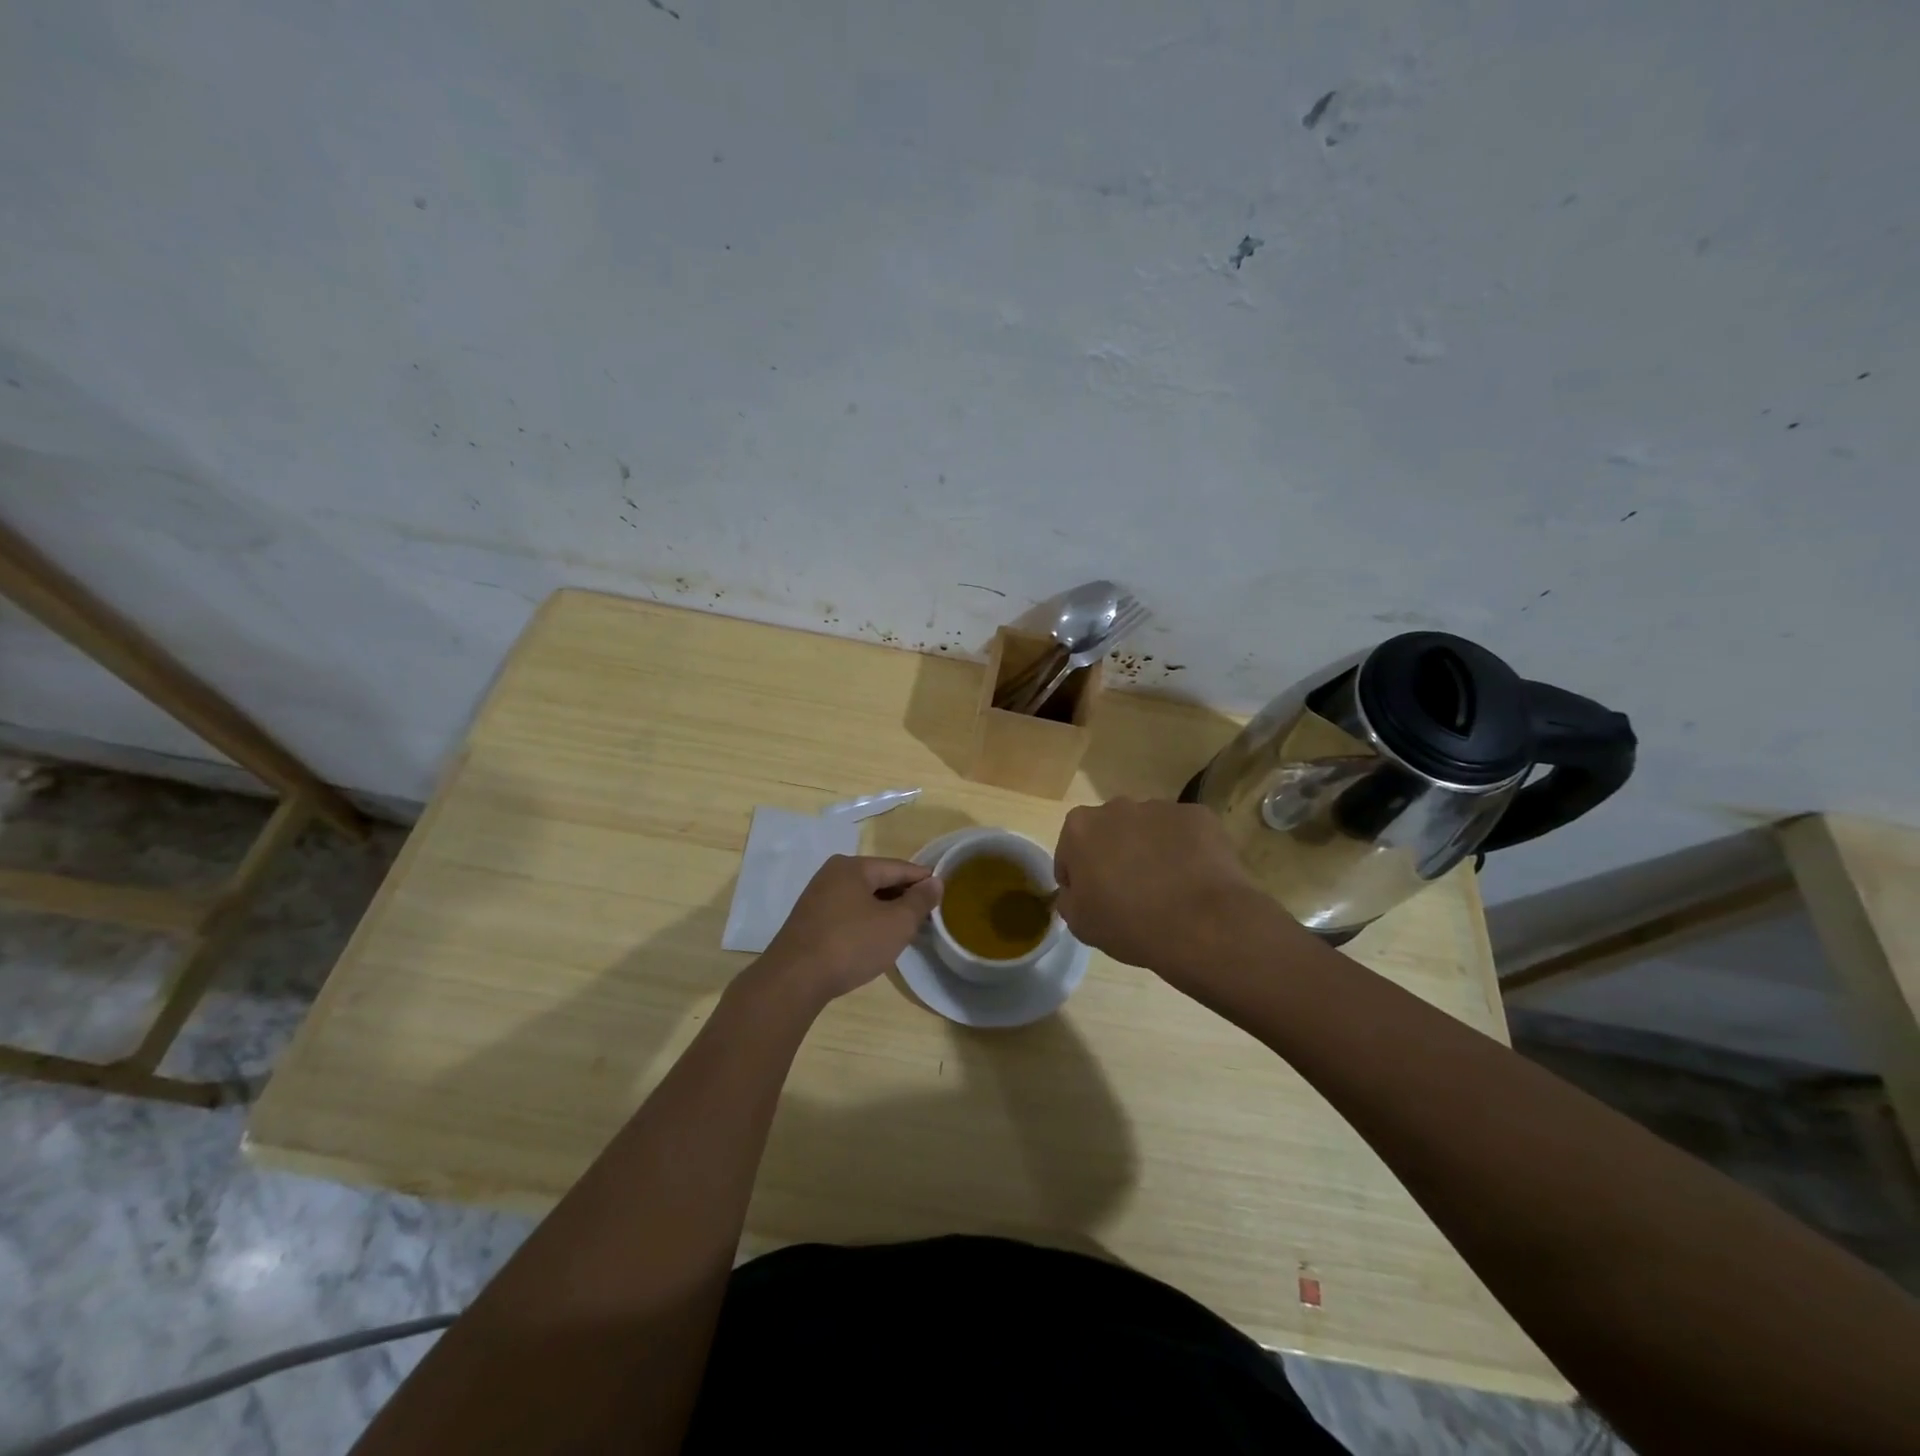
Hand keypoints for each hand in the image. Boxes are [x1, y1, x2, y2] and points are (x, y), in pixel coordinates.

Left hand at [760, 855, 942, 1003]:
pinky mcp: (810, 920)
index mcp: (853, 867)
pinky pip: (848, 912)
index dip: (923, 880)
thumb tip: (935, 882)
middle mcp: (833, 874)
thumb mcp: (896, 924)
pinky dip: (866, 921)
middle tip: (927, 916)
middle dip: (904, 897)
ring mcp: (817, 897)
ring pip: (863, 898)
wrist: (794, 980)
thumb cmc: (851, 944)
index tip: (944, 894)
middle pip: (879, 880)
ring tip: (906, 929)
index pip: (899, 867)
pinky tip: (876, 939)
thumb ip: (919, 901)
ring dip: (885, 911)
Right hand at [1053, 798, 1282, 975]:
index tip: (1092, 899)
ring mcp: (1160, 808)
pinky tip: (1193, 879)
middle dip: (1114, 854)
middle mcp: (1116, 807)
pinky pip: (1184, 833)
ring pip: (1148, 829)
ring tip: (1167, 887)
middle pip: (1109, 831)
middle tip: (1129, 891)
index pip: (1070, 851)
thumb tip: (1075, 892)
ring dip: (1150, 849)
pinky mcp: (1198, 816)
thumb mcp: (1080, 923)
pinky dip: (1185, 850)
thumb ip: (1069, 899)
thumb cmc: (1129, 923)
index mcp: (1080, 828)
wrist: (1201, 924)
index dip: (1078, 877)